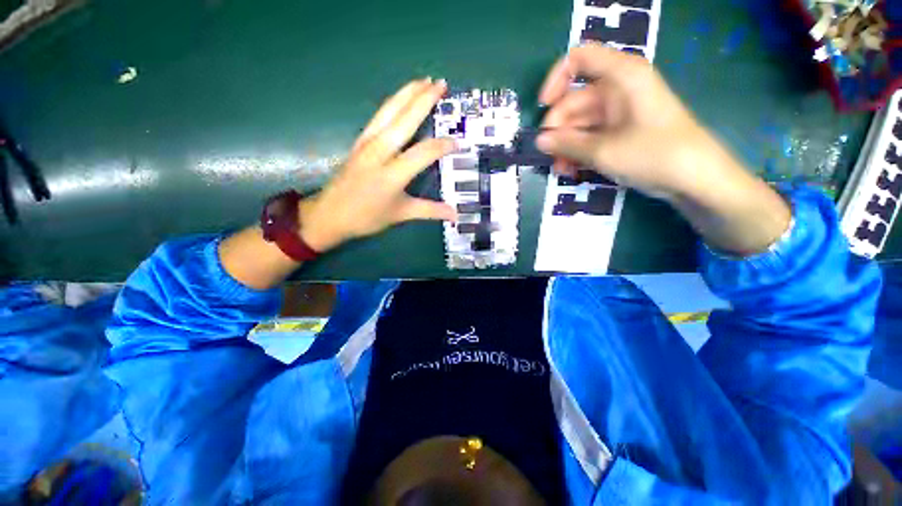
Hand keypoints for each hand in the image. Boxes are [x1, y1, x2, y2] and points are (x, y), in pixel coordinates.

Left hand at [300, 78, 456, 252]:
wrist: (330, 214)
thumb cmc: (368, 217)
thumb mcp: (401, 214)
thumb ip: (430, 210)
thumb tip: (455, 214)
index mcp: (393, 174)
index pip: (424, 152)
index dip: (443, 145)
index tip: (457, 143)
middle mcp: (379, 152)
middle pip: (405, 119)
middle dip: (424, 100)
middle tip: (442, 84)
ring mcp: (367, 143)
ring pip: (389, 111)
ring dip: (407, 93)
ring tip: (424, 80)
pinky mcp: (359, 140)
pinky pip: (379, 116)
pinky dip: (393, 102)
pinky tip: (401, 97)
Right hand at [537, 44, 790, 255]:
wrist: (694, 178)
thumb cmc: (654, 154)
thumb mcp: (604, 151)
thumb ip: (567, 144)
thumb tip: (539, 141)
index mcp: (621, 76)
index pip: (579, 59)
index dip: (555, 79)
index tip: (543, 107)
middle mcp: (617, 88)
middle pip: (573, 100)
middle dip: (558, 129)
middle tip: (549, 156)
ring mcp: (618, 111)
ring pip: (579, 123)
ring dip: (565, 146)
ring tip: (560, 170)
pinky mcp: (619, 130)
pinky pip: (589, 136)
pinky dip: (578, 151)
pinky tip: (571, 170)